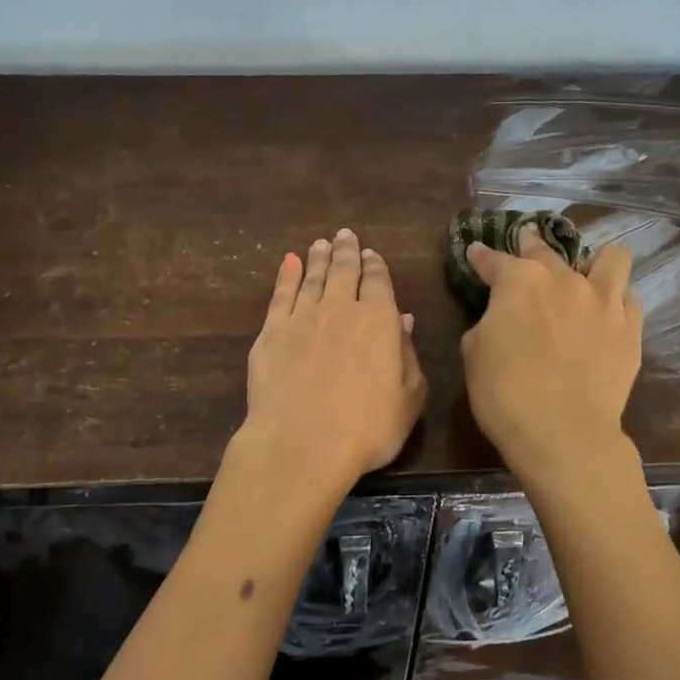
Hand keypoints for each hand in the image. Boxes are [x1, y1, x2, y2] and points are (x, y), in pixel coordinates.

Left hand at [242, 228, 427, 485]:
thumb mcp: (408, 399)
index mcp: (379, 321)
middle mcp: (340, 309)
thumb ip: (408, 356)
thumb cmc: (367, 429)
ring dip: (318, 259)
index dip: (375, 266)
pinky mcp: (270, 333)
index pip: (378, 282)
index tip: (371, 254)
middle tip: (344, 235)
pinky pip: (280, 295)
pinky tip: (288, 263)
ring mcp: (301, 318)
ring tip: (320, 244)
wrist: (302, 444)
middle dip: (346, 251)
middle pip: (343, 271)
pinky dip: (286, 276)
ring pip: (312, 278)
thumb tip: (404, 322)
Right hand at [461, 228, 642, 471]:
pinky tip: (607, 315)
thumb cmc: (504, 393)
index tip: (475, 254)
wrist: (562, 431)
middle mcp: (564, 279)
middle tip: (526, 253)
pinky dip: (616, 302)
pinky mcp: (630, 329)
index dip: (481, 257)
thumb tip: (500, 318)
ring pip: (611, 259)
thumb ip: (488, 323)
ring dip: (595, 263)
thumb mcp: (474, 353)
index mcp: (519, 281)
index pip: (493, 260)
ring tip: (588, 276)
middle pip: (546, 251)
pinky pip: (630, 300)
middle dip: (531, 247)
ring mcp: (603, 301)